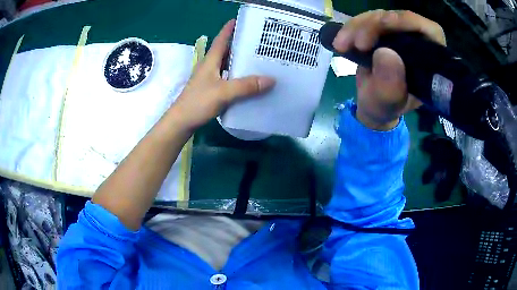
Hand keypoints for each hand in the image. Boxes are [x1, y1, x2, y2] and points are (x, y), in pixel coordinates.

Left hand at [172, 19, 275, 130]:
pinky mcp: (211, 89)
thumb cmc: (198, 103)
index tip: (241, 21)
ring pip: (227, 65)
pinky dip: (238, 76)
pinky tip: (249, 81)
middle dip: (240, 45)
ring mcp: (209, 78)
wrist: (181, 122)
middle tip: (259, 43)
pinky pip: (227, 77)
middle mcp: (209, 66)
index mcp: (210, 61)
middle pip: (226, 51)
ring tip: (258, 60)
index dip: (229, 29)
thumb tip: (271, 79)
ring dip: (240, 61)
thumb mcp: (223, 92)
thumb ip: (246, 86)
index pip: (221, 39)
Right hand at [332, 10, 445, 129]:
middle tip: (356, 43)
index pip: (428, 30)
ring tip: (341, 45)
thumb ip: (390, 85)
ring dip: (357, 27)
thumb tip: (385, 53)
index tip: (384, 25)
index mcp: (430, 60)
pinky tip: (341, 42)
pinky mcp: (383, 31)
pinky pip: (366, 20)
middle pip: (399, 18)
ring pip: (379, 16)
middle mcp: (418, 42)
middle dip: (374, 26)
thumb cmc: (385, 106)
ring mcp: (399, 34)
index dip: (407, 22)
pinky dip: (351, 28)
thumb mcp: (387, 102)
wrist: (371, 103)